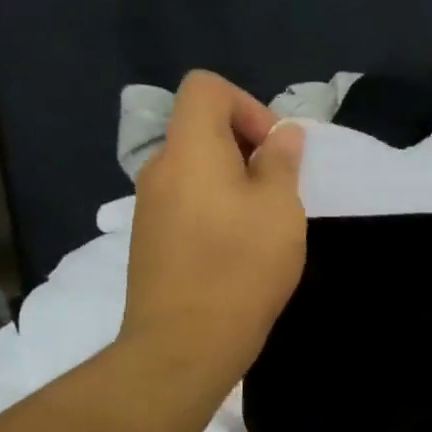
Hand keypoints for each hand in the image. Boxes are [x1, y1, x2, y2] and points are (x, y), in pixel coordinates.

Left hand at [120, 71, 306, 387]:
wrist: (184, 343)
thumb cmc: (240, 268)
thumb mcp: (279, 209)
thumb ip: (281, 163)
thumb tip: (282, 135)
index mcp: (189, 148)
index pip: (206, 88)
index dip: (247, 105)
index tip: (274, 151)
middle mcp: (159, 169)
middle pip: (200, 130)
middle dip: (246, 149)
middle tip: (279, 191)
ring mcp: (149, 208)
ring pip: (196, 172)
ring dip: (233, 185)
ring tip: (263, 228)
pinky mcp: (150, 243)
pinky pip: (186, 205)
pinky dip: (214, 212)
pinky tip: (237, 253)